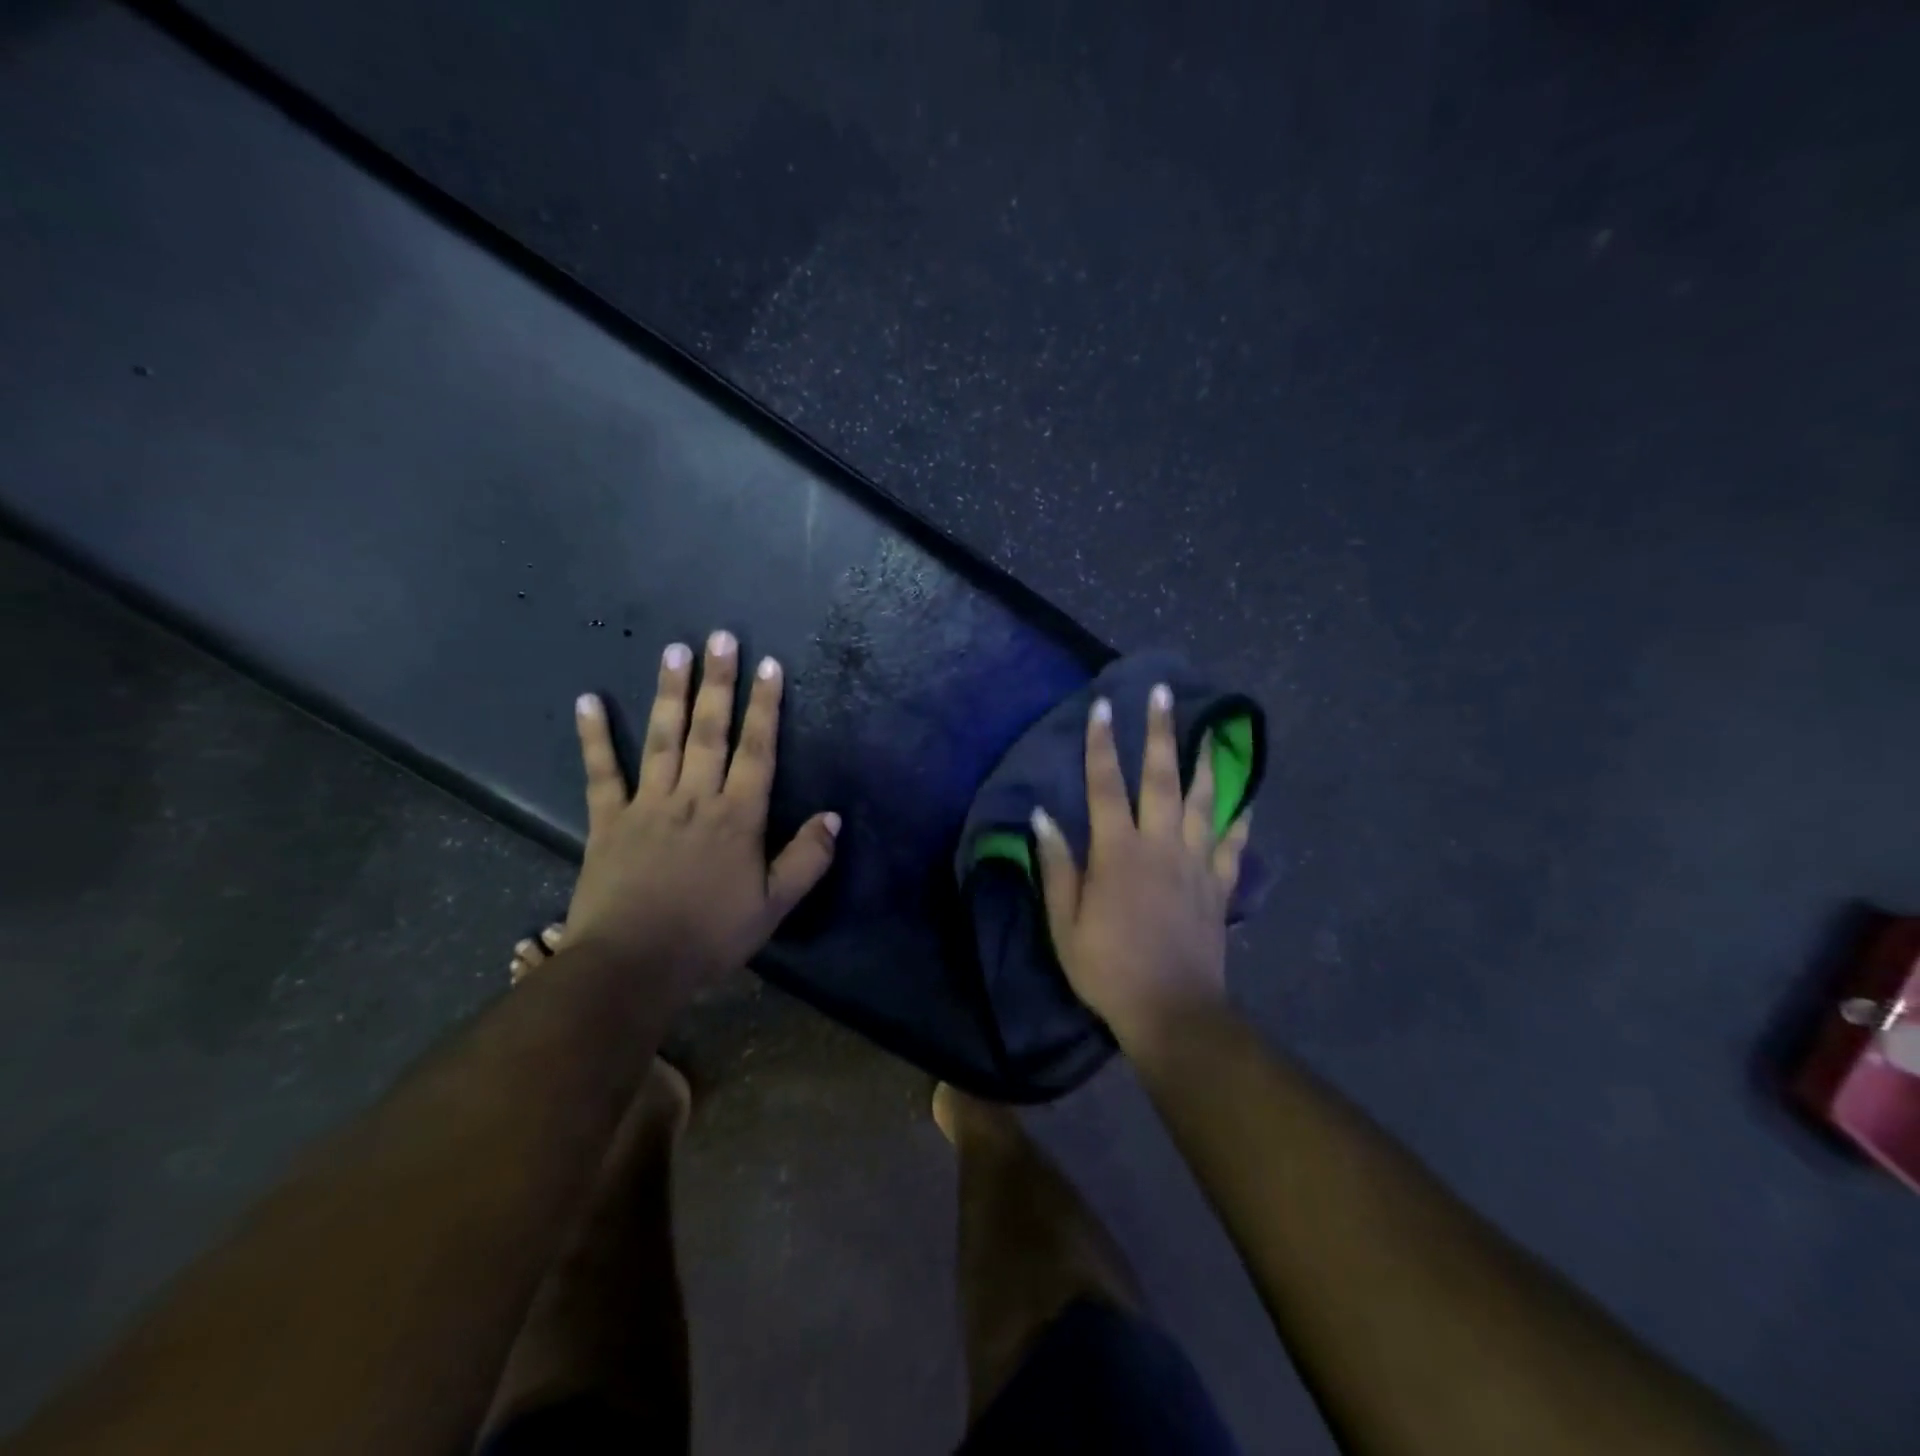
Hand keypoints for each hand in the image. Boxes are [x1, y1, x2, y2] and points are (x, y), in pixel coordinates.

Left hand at [562, 631, 839, 992]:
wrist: (634, 966)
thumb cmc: (710, 936)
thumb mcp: (774, 906)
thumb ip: (807, 859)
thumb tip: (833, 817)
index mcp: (737, 817)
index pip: (757, 751)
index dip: (765, 706)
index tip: (768, 666)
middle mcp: (694, 798)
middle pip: (709, 731)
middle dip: (718, 683)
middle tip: (720, 637)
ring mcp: (648, 805)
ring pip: (662, 739)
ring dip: (669, 693)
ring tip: (674, 650)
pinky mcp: (608, 820)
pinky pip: (601, 773)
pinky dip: (594, 736)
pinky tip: (588, 700)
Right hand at [1032, 685, 1250, 1049]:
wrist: (1172, 1010)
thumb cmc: (1107, 968)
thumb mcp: (1064, 924)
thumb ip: (1057, 867)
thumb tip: (1042, 817)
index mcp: (1118, 852)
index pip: (1105, 785)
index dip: (1102, 744)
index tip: (1103, 706)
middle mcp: (1160, 845)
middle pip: (1161, 778)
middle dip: (1160, 733)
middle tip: (1164, 694)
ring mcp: (1195, 863)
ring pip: (1204, 801)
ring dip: (1207, 762)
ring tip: (1213, 731)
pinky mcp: (1218, 886)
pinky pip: (1233, 844)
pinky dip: (1240, 819)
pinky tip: (1246, 799)